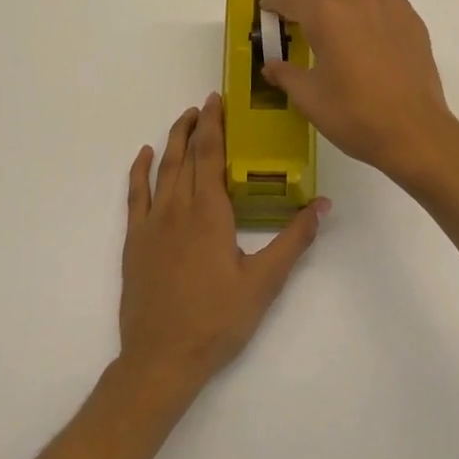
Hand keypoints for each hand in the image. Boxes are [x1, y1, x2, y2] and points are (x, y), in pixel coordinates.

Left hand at [118, 94, 326, 393]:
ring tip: (183, 119)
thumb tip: (323, 205)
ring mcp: (152, 223)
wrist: (161, 359)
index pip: (211, 154)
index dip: (214, 124)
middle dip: (197, 126)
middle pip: (186, 155)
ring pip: (163, 169)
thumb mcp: (264, 282)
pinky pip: (135, 195)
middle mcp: (178, 208)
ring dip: (173, 140)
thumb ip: (294, 240)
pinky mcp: (135, 241)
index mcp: (210, 212)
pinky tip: (145, 156)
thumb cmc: (217, 320)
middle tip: (206, 104)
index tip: (216, 99)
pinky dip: (139, 171)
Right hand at [261, 0, 458, 188]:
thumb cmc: (354, 114)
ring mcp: (386, 7)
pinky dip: (371, 2)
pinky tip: (370, 25)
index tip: (267, 7)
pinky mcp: (411, 19)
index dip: (274, 2)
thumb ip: (286, 75)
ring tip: (334, 14)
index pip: (291, 0)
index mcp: (324, 17)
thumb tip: (270, 65)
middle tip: (296, 11)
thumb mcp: (309, 98)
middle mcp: (354, 1)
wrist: (412, 130)